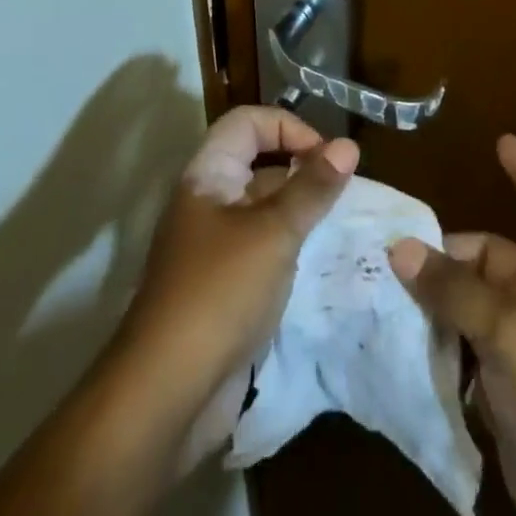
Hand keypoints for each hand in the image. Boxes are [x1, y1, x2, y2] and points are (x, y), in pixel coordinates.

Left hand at [120, 105, 359, 468]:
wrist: (167, 393)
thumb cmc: (219, 292)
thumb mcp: (273, 233)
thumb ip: (312, 188)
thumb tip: (348, 146)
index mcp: (208, 174)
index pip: (248, 122)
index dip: (288, 127)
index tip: (326, 157)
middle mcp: (208, 200)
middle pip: (257, 161)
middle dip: (301, 168)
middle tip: (344, 191)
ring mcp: (214, 244)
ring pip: (263, 207)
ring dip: (301, 210)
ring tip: (342, 224)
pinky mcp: (223, 285)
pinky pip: (263, 247)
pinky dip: (291, 247)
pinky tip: (321, 262)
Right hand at [389, 136, 515, 515]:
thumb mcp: (510, 332)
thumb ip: (453, 289)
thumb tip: (400, 246)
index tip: (501, 141)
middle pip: (491, 255)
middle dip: (446, 253)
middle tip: (391, 250)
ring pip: (473, 302)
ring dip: (436, 297)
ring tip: (383, 287)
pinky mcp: (512, 387)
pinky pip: (468, 346)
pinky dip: (440, 339)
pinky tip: (401, 337)